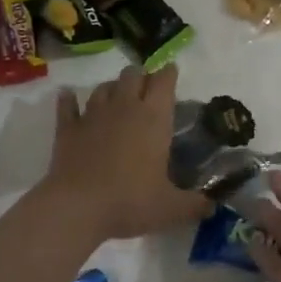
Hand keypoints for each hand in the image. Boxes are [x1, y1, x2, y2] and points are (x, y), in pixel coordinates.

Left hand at [42, 63, 206, 240]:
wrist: (76, 207)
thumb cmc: (130, 201)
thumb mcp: (171, 209)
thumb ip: (194, 205)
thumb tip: (212, 207)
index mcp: (154, 118)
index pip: (164, 81)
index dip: (169, 73)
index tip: (172, 72)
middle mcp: (125, 107)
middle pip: (133, 74)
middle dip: (141, 76)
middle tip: (147, 89)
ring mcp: (93, 114)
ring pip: (104, 87)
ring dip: (112, 88)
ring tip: (117, 97)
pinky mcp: (68, 128)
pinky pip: (68, 105)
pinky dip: (69, 100)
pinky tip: (69, 96)